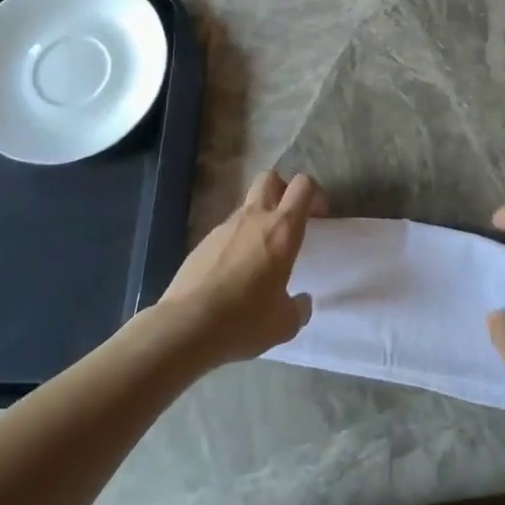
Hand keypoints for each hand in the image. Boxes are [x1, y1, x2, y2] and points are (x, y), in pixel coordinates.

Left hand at [155, 170, 326, 367]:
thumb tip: (302, 302)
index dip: (315, 194)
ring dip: (258, 217)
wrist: (186, 326)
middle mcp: (255, 217)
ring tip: (260, 254)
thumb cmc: (243, 320)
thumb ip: (299, 309)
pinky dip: (236, 240)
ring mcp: (225, 226)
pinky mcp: (203, 241)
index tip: (319, 218)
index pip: (303, 185)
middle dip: (283, 190)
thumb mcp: (283, 324)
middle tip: (288, 220)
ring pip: (247, 204)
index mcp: (282, 229)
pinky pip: (227, 229)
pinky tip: (234, 272)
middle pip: (270, 177)